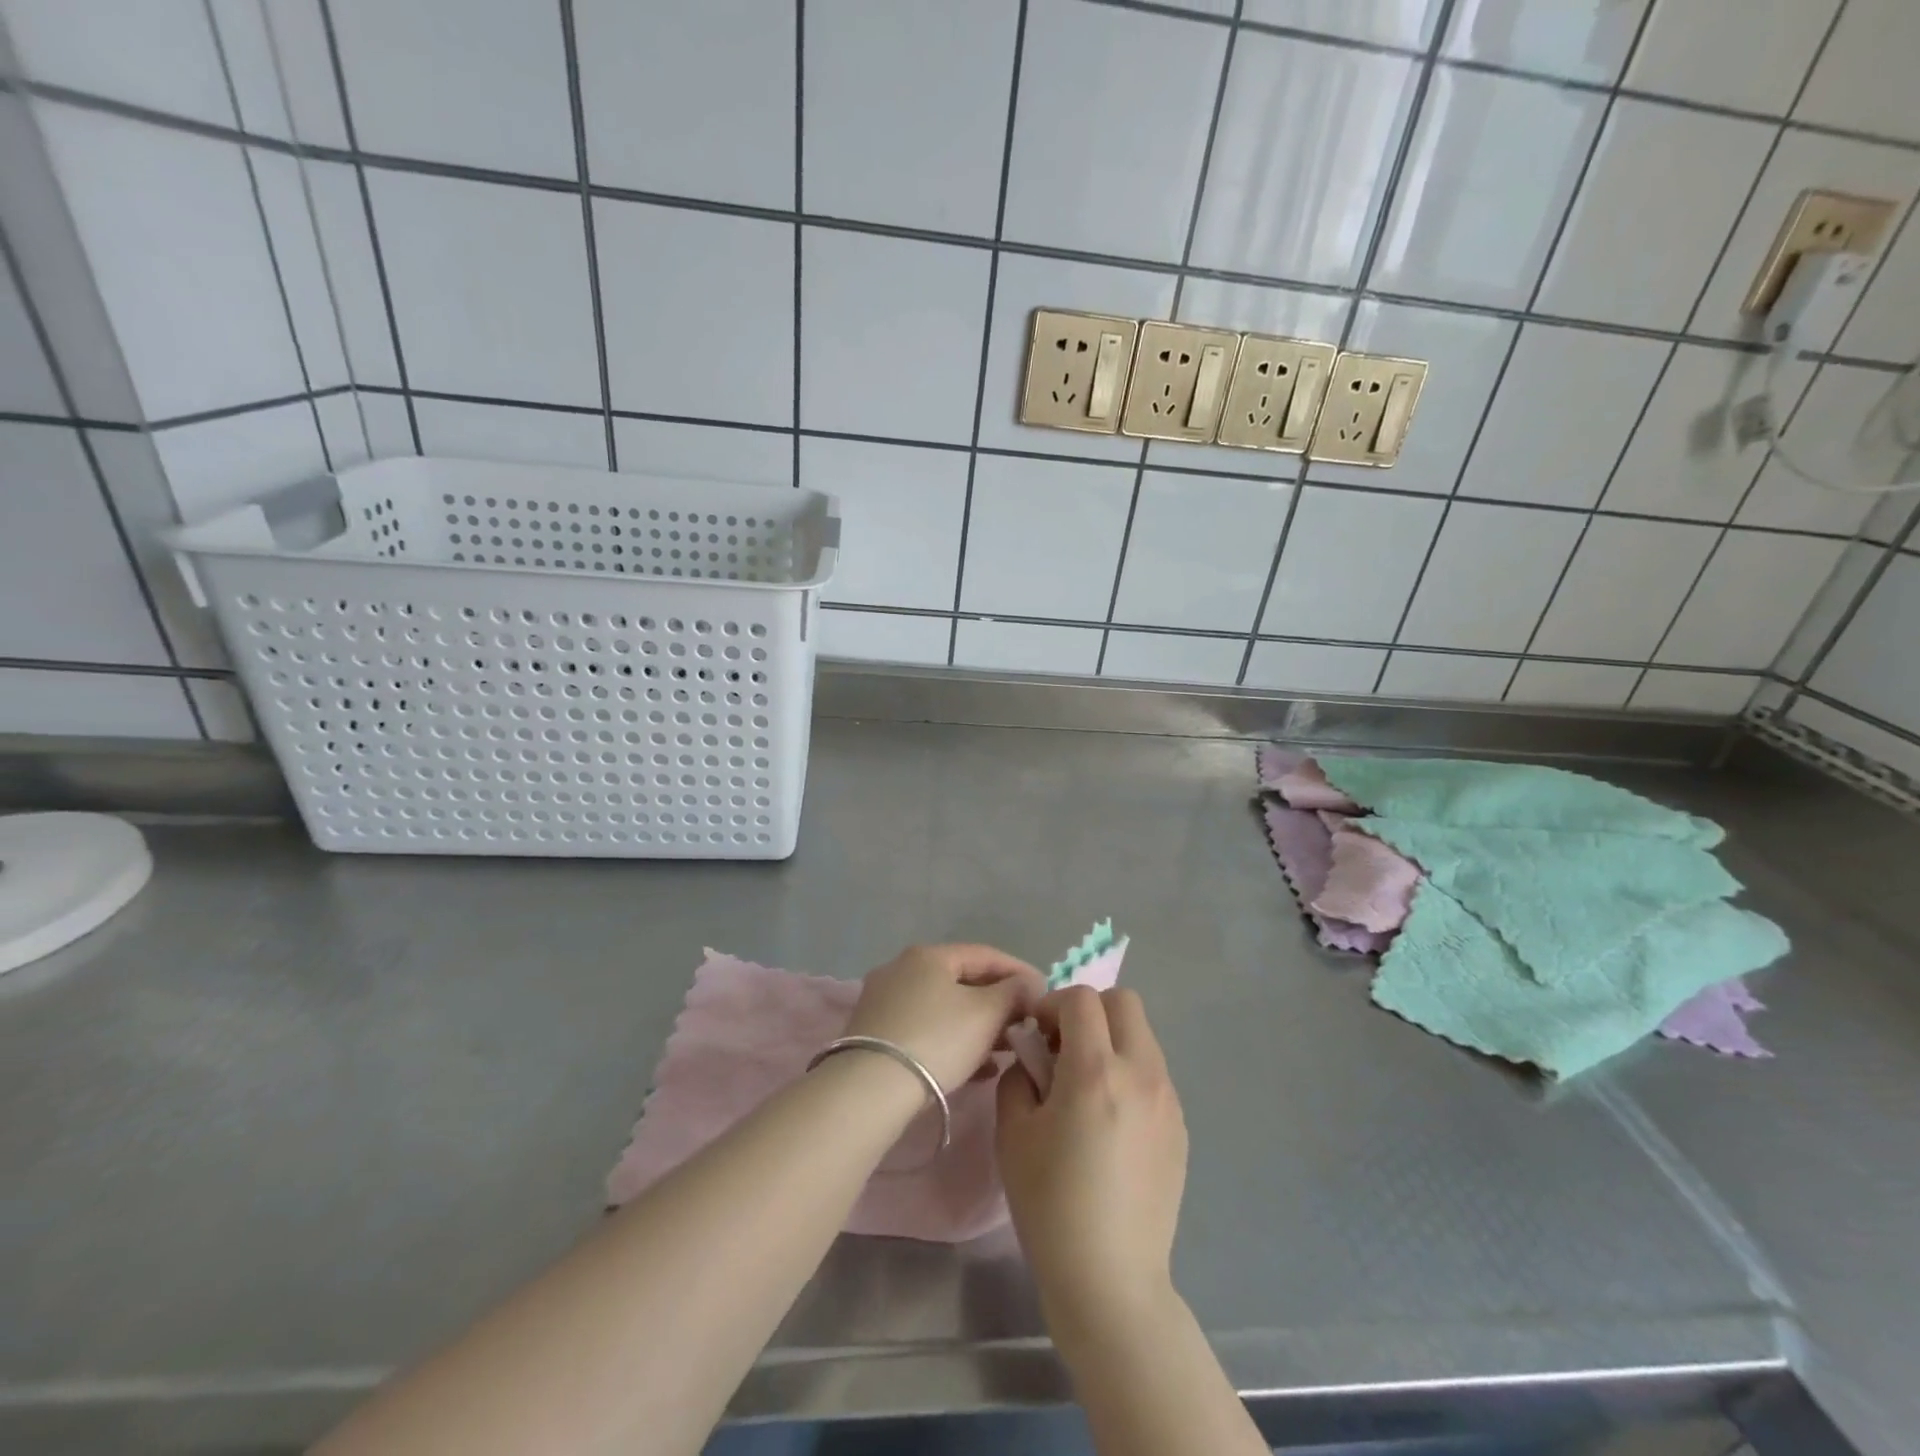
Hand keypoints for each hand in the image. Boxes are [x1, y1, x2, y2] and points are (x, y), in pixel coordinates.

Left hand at [844, 944, 1044, 1094]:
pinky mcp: (875, 1033)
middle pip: (962, 980)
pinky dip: (953, 1040)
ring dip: (977, 1025)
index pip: (985, 954)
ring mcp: (885, 1000)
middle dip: (998, 1002)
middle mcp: (902, 968)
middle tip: (1024, 1024)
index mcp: (929, 955)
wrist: (871, 1088)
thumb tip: (1027, 984)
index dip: (1019, 971)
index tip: (1044, 992)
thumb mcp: (986, 1013)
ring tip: (1004, 1050)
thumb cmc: (937, 1039)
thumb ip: (1014, 993)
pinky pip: (925, 1028)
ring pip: (944, 1007)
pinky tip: (975, 1067)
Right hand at [996, 987, 1188, 1331]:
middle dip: (1089, 1010)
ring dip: (1112, 1040)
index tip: (1037, 1033)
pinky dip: (1130, 1072)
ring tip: (1088, 1086)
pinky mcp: (1180, 1126)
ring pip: (1142, 1036)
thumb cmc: (1050, 1204)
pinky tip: (1111, 1121)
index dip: (1053, 1004)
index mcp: (1095, 1071)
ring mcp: (1167, 1099)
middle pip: (1123, 1002)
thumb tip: (1034, 1056)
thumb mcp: (1013, 1133)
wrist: (1110, 1278)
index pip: (1081, 998)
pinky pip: (1154, 1073)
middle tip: (1065, 1048)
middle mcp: (1140, 1073)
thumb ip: (1020, 1076)